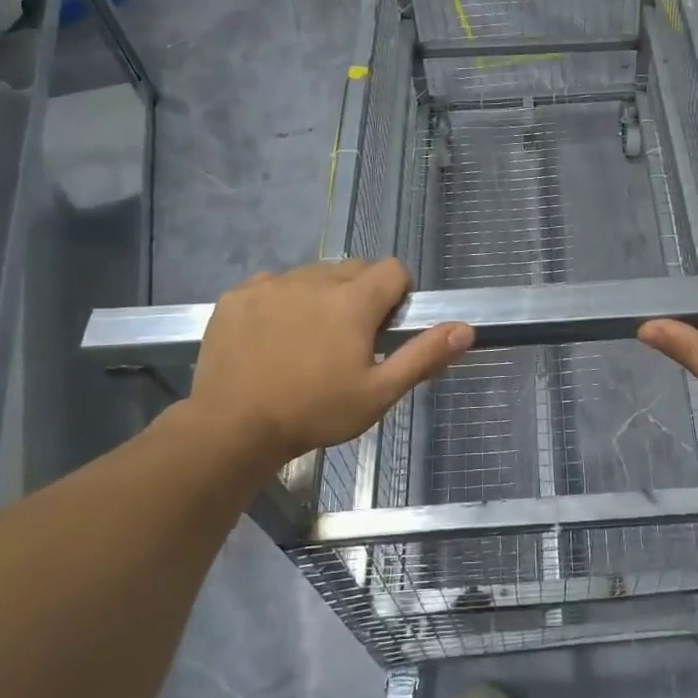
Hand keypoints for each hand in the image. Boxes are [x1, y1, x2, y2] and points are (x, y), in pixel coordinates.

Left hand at [182, 259, 472, 469]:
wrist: (231, 428)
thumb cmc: (314, 412)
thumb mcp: (378, 393)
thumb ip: (423, 355)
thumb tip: (466, 329)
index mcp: (353, 301)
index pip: (393, 270)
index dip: (398, 294)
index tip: (385, 328)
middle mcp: (314, 279)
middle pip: (354, 268)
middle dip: (361, 295)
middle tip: (349, 340)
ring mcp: (272, 284)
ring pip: (313, 275)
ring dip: (322, 296)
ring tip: (308, 340)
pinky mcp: (238, 295)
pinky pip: (274, 284)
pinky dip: (282, 301)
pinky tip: (273, 337)